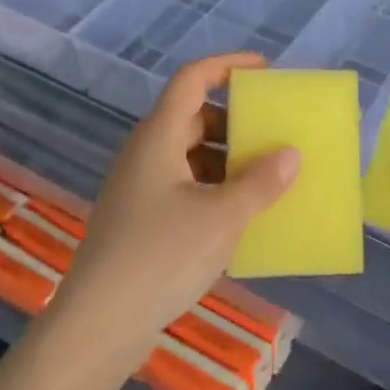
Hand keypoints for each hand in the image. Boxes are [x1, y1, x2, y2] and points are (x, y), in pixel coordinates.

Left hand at [41, 53, 299, 384]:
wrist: (98, 324)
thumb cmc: (160, 257)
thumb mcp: (221, 218)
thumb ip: (260, 183)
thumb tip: (290, 154)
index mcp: (159, 137)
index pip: (192, 79)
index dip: (228, 65)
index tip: (265, 71)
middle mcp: (146, 154)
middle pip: (193, 117)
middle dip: (236, 121)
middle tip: (274, 134)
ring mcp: (140, 189)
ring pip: (190, 156)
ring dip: (228, 160)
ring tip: (267, 178)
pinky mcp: (141, 220)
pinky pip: (185, 187)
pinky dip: (214, 189)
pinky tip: (241, 216)